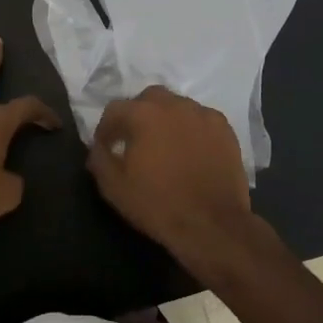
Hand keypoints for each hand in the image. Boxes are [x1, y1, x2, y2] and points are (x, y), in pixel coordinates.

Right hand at [86, 86, 258, 264]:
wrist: (213, 224)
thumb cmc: (159, 205)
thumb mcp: (115, 188)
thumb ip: (99, 160)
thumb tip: (98, 147)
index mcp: (143, 114)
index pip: (115, 109)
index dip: (106, 128)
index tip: (106, 146)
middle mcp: (174, 104)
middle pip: (148, 98)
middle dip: (137, 115)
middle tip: (135, 140)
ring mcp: (202, 114)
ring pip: (177, 106)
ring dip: (165, 119)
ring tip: (164, 145)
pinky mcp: (224, 128)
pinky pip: (200, 119)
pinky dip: (190, 129)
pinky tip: (190, 150)